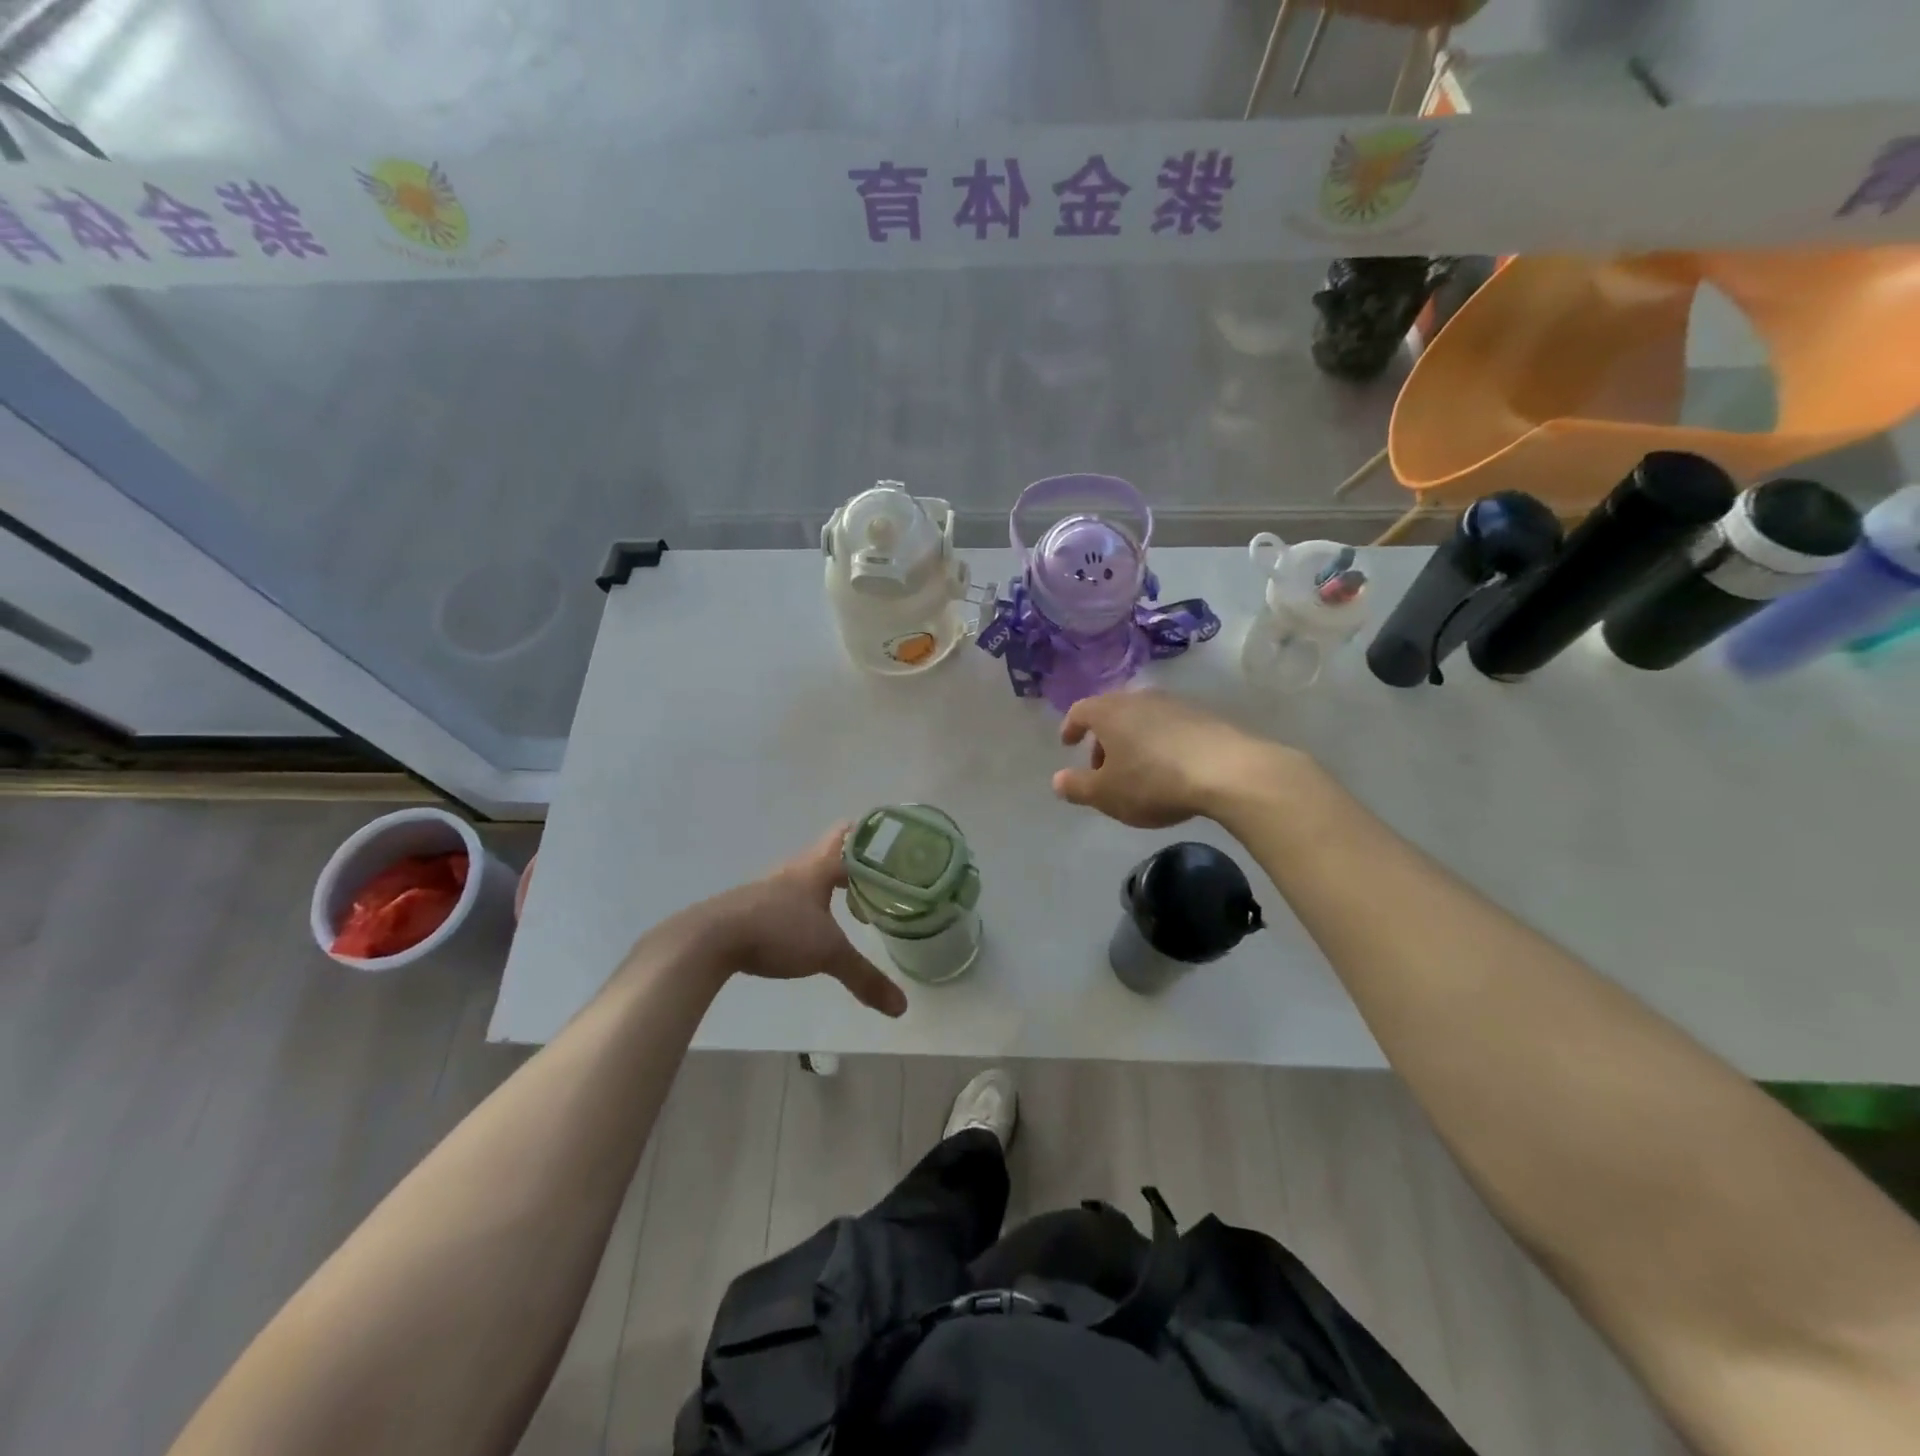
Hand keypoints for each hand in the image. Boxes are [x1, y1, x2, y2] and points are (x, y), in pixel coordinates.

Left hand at [698, 824, 907, 1016]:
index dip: (870, 836)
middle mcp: (794, 870)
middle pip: (827, 853)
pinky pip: (787, 897)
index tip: (892, 842)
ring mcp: (769, 888)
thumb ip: (864, 977)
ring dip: (826, 884)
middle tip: (879, 877)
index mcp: (817, 867)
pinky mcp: (751, 907)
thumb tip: (901, 1007)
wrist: (710, 939)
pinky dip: (804, 905)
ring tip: (849, 902)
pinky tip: (808, 926)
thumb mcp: (827, 954)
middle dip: (852, 863)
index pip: (848, 836)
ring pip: (806, 876)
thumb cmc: (777, 931)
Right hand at [1052, 690, 1290, 828]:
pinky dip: (1159, 742)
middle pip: (1112, 712)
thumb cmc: (1153, 781)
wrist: (1228, 771)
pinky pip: (1169, 726)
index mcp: (1109, 712)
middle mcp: (1139, 698)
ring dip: (1132, 740)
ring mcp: (1174, 703)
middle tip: (1102, 767)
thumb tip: (1057, 780)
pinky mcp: (1204, 715)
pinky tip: (1169, 767)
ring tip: (1136, 770)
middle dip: (1103, 738)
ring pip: (1142, 718)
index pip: (1080, 710)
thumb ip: (1077, 787)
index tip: (1068, 743)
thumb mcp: (1107, 794)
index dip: (1071, 727)